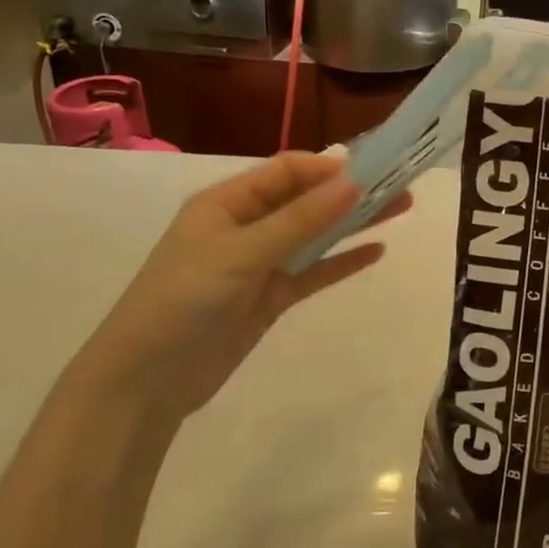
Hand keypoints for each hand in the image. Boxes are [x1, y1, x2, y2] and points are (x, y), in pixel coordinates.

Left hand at [72, 153, 403, 419]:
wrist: (147, 380)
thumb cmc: (184, 300)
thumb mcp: (242, 253)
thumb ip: (300, 219)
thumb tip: (352, 182)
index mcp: (227, 203)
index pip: (285, 171)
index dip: (328, 167)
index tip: (374, 167)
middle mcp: (245, 226)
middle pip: (305, 200)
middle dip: (350, 191)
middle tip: (401, 185)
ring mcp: (258, 264)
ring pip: (314, 234)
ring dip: (352, 222)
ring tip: (401, 209)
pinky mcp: (269, 298)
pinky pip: (312, 272)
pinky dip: (340, 261)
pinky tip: (375, 252)